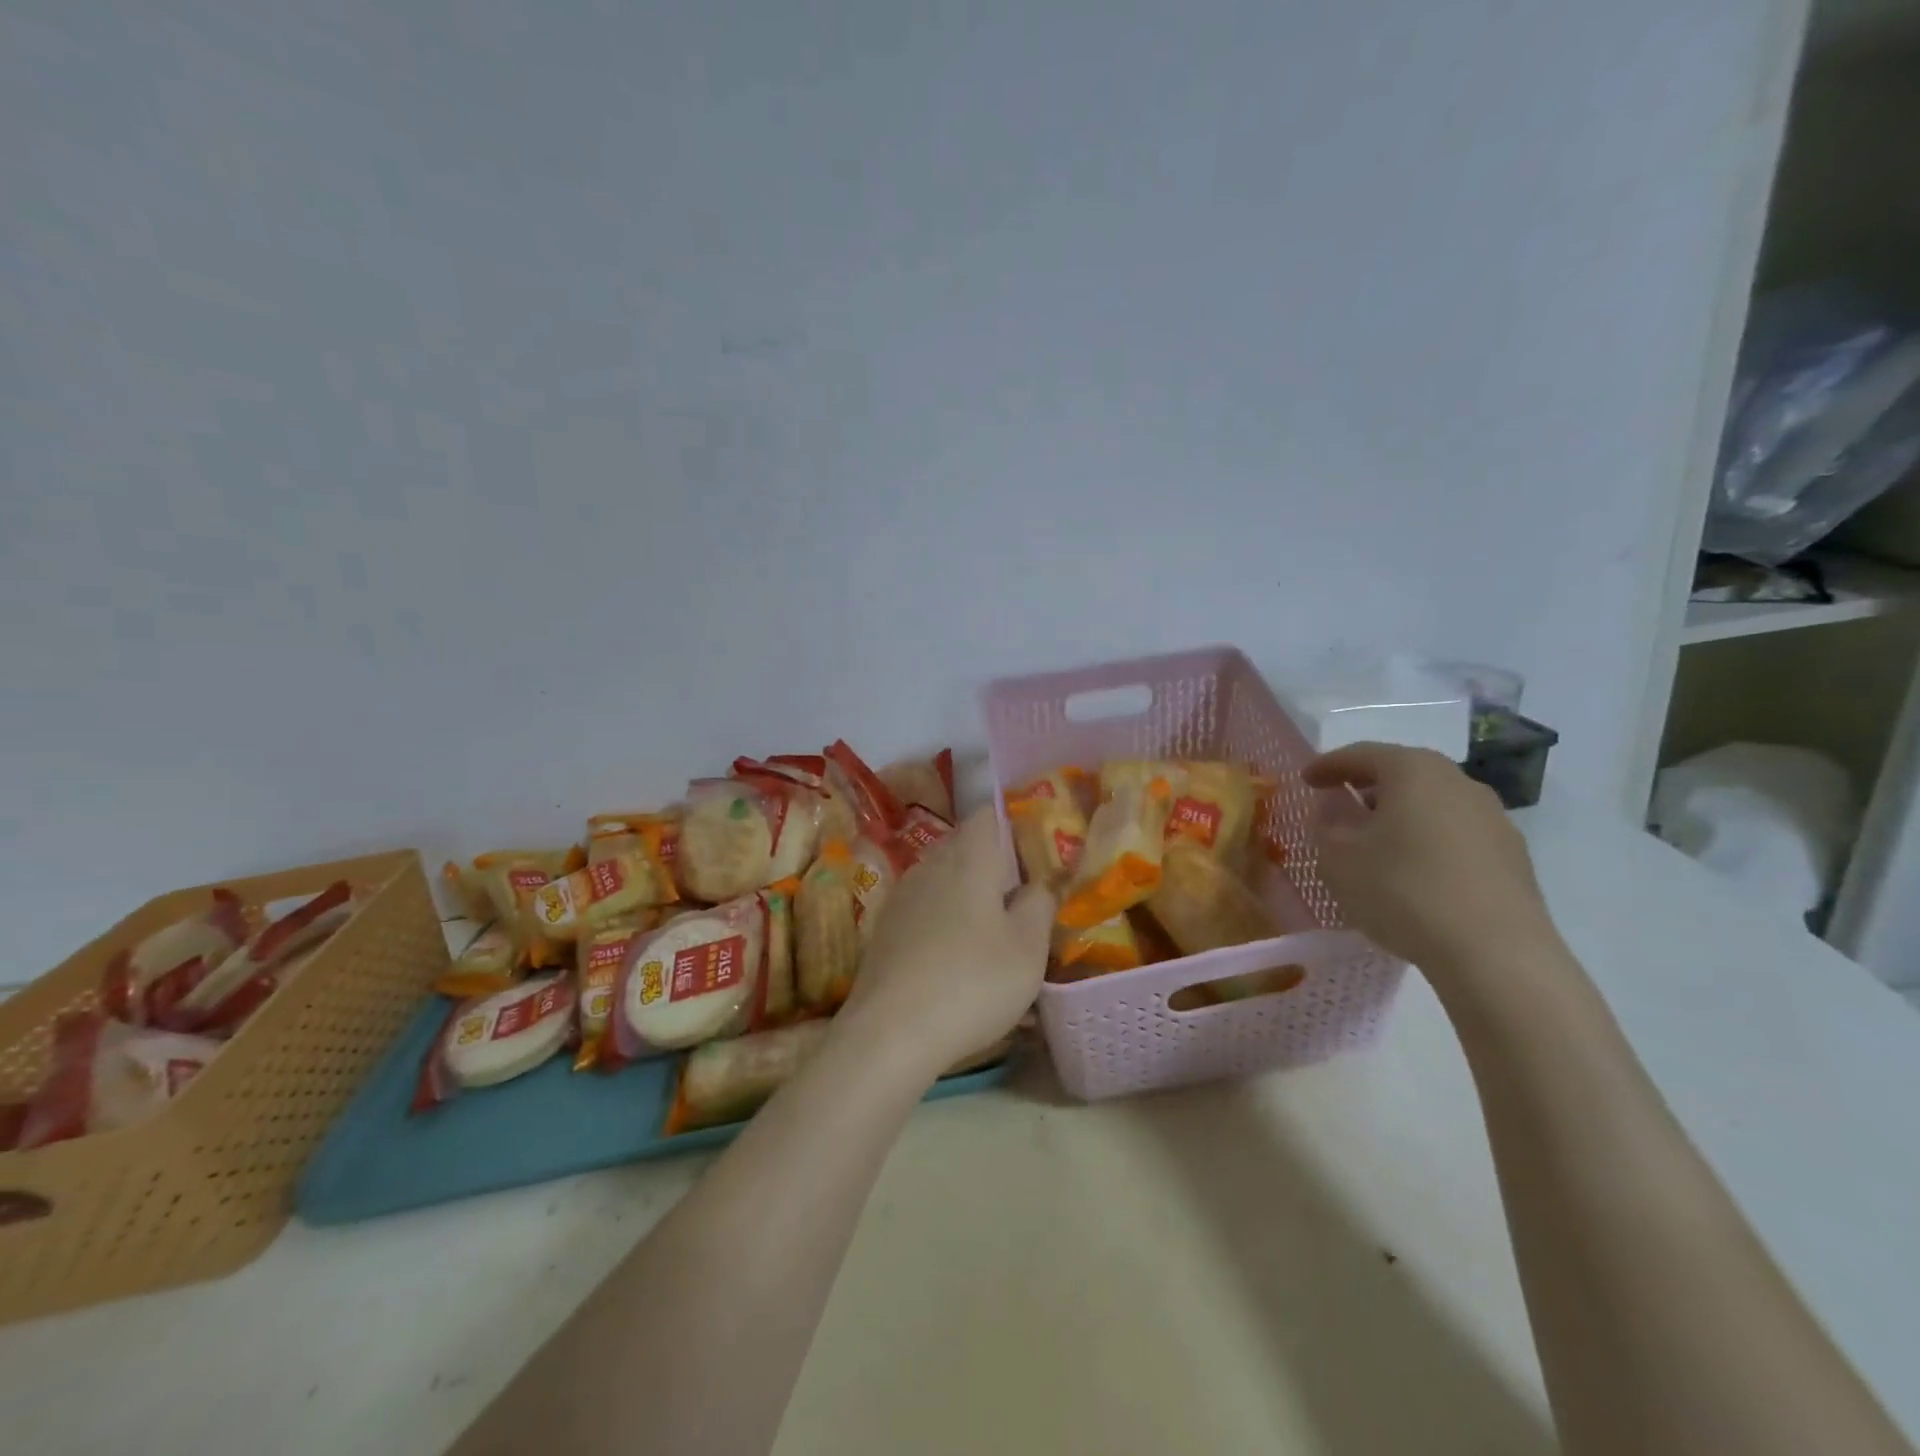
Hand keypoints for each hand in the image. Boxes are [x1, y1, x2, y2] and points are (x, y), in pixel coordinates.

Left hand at [841, 806, 1052, 1077]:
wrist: (890, 1033)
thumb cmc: (973, 982)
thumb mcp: (1028, 948)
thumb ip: (1040, 904)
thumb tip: (1042, 881)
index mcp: (968, 857)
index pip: (988, 814)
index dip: (1013, 822)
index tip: (1035, 850)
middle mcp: (930, 864)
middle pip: (964, 845)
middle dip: (993, 862)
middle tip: (1023, 894)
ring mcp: (902, 895)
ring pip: (942, 877)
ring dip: (967, 893)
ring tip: (993, 929)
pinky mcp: (885, 928)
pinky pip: (924, 907)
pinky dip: (943, 919)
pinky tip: (956, 955)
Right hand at [1305, 743, 1557, 976]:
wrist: (1495, 953)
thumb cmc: (1403, 891)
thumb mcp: (1338, 859)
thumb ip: (1325, 826)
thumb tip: (1333, 810)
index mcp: (1413, 771)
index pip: (1361, 754)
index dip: (1328, 765)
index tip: (1305, 780)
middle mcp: (1458, 782)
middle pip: (1403, 774)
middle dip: (1367, 788)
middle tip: (1340, 806)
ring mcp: (1493, 818)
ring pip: (1432, 805)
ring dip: (1400, 816)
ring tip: (1375, 844)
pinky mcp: (1513, 856)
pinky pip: (1456, 835)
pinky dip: (1427, 842)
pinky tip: (1413, 873)